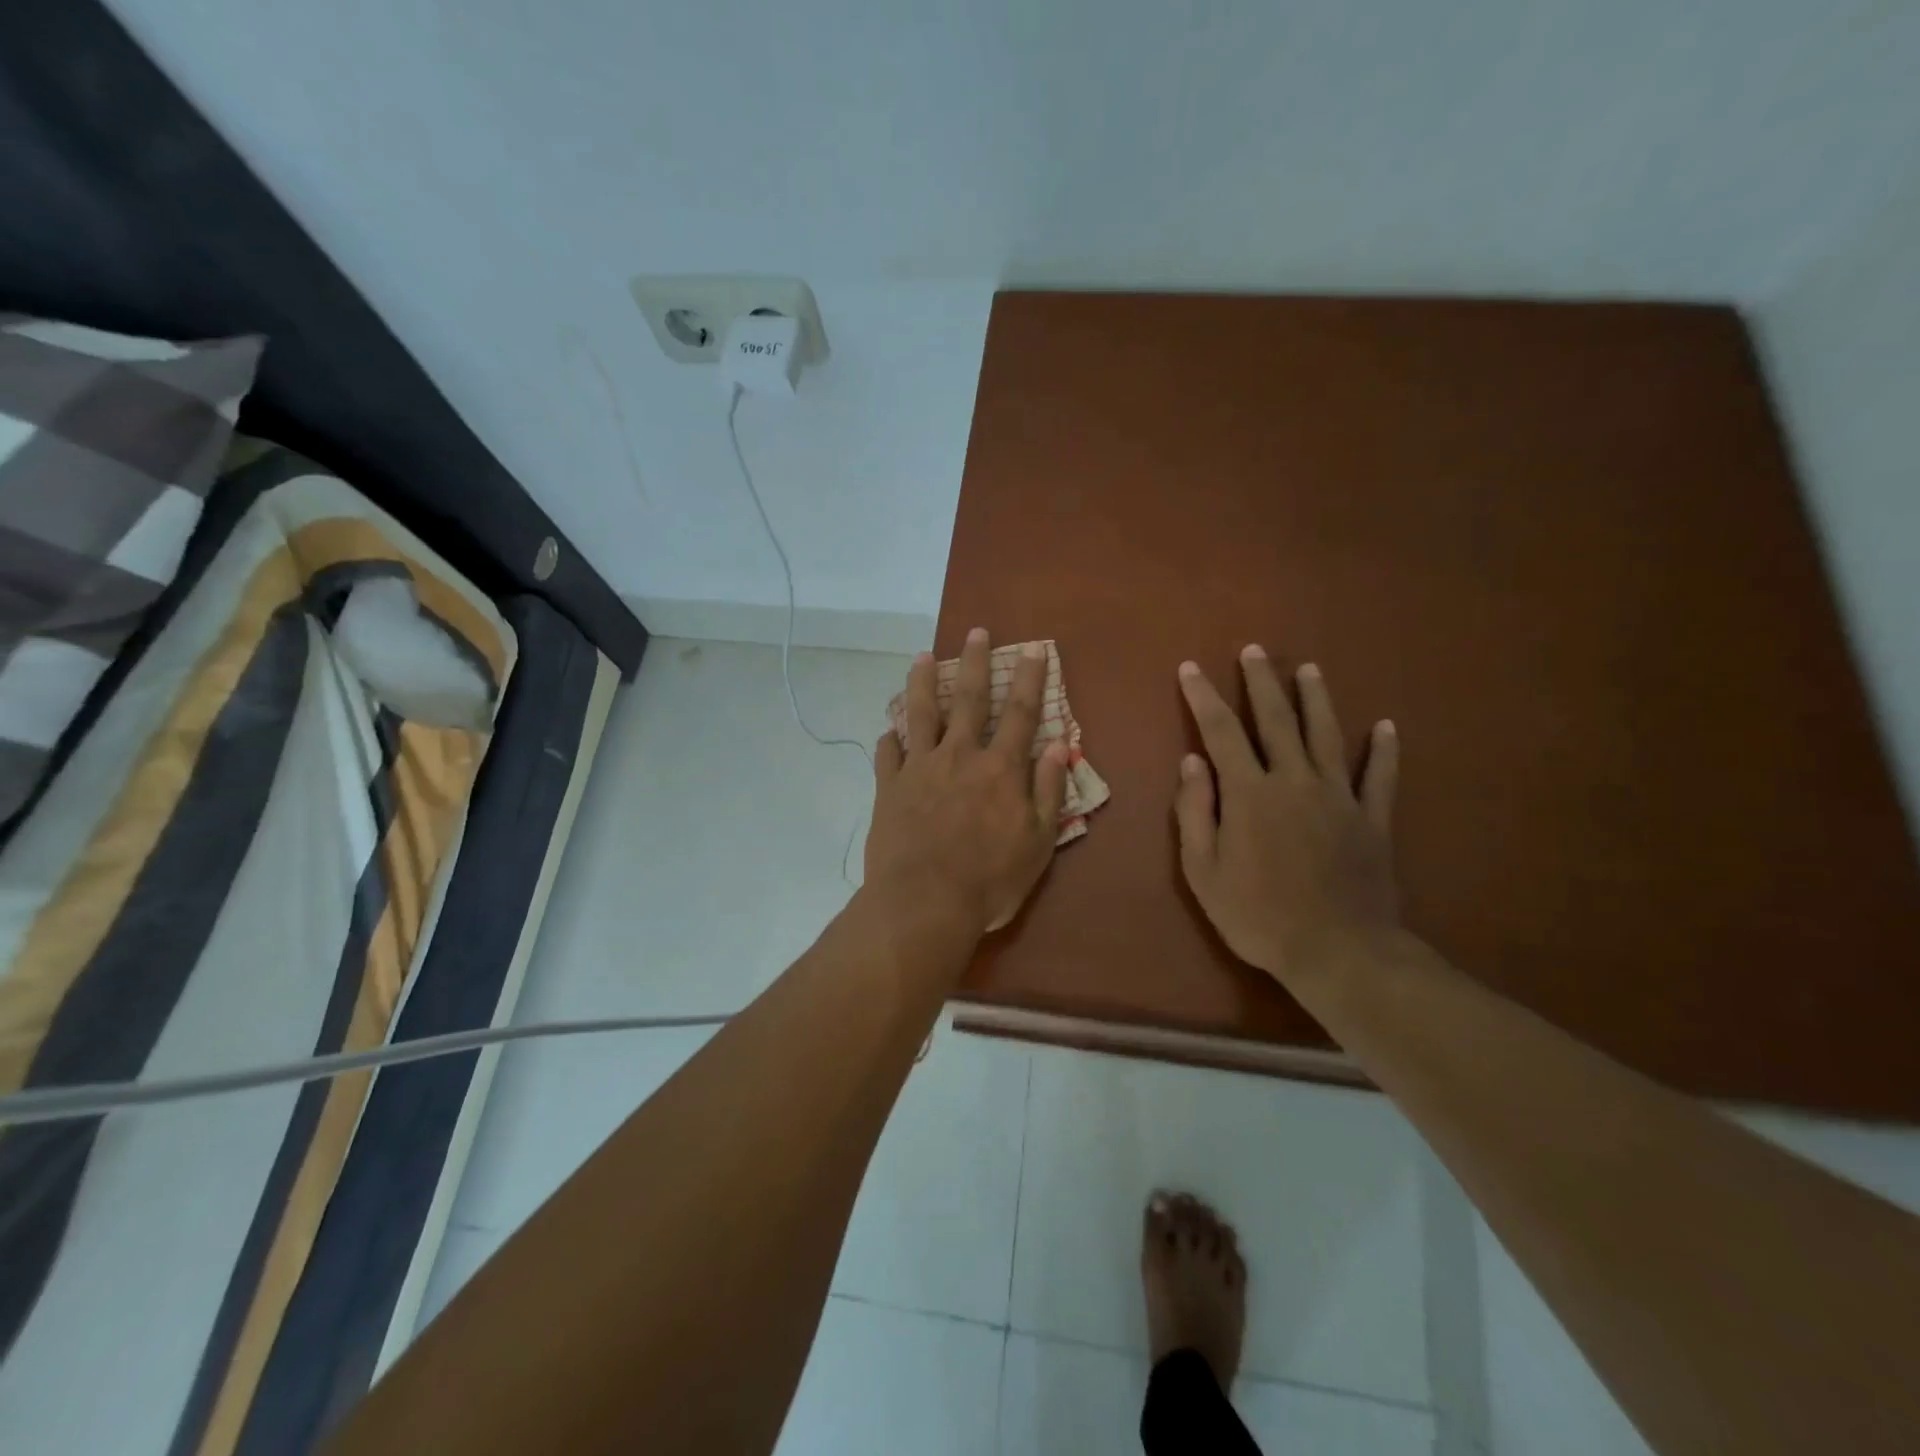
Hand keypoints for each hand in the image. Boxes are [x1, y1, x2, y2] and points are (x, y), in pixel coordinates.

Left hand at [866, 630, 1069, 936]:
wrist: (924, 902)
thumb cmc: (990, 879)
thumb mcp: (1038, 842)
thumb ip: (1048, 789)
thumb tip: (1059, 745)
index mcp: (1000, 768)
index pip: (1020, 713)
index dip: (1029, 679)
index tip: (1033, 649)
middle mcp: (959, 756)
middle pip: (968, 699)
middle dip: (973, 663)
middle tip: (975, 632)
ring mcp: (919, 768)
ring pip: (920, 714)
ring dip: (921, 683)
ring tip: (921, 657)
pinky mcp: (888, 788)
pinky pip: (887, 755)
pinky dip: (889, 740)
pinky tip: (887, 731)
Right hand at [1174, 647, 1401, 984]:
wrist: (1338, 952)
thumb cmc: (1258, 916)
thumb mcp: (1203, 872)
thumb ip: (1195, 812)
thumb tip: (1191, 762)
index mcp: (1249, 794)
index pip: (1220, 732)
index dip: (1203, 697)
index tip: (1191, 669)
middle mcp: (1294, 781)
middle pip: (1276, 720)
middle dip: (1261, 683)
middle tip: (1254, 650)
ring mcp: (1339, 797)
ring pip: (1327, 736)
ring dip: (1316, 699)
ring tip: (1309, 669)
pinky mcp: (1373, 819)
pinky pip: (1381, 776)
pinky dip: (1385, 750)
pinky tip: (1387, 726)